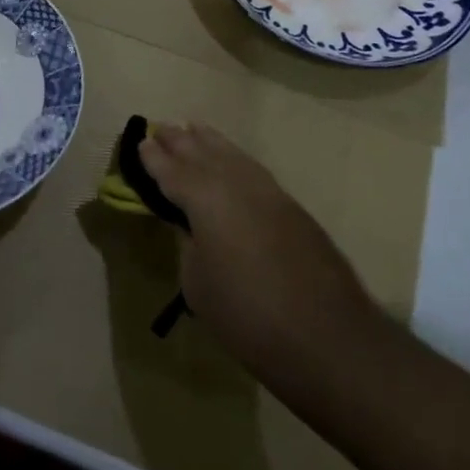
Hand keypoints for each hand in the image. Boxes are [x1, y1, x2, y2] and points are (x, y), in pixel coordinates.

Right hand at [138, 122, 386, 390]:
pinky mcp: (294, 209)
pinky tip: (232, 162)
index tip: (140, 143)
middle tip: (161, 128)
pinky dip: (236, 159)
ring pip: (233, 156)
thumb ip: (189, 245)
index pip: (172, 171)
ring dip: (211, 143)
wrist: (329, 341)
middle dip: (180, 141)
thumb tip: (192, 227)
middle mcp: (237, 185)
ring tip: (194, 129)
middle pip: (202, 154)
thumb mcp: (198, 284)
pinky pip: (254, 171)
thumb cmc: (248, 316)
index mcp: (205, 200)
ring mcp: (270, 194)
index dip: (154, 159)